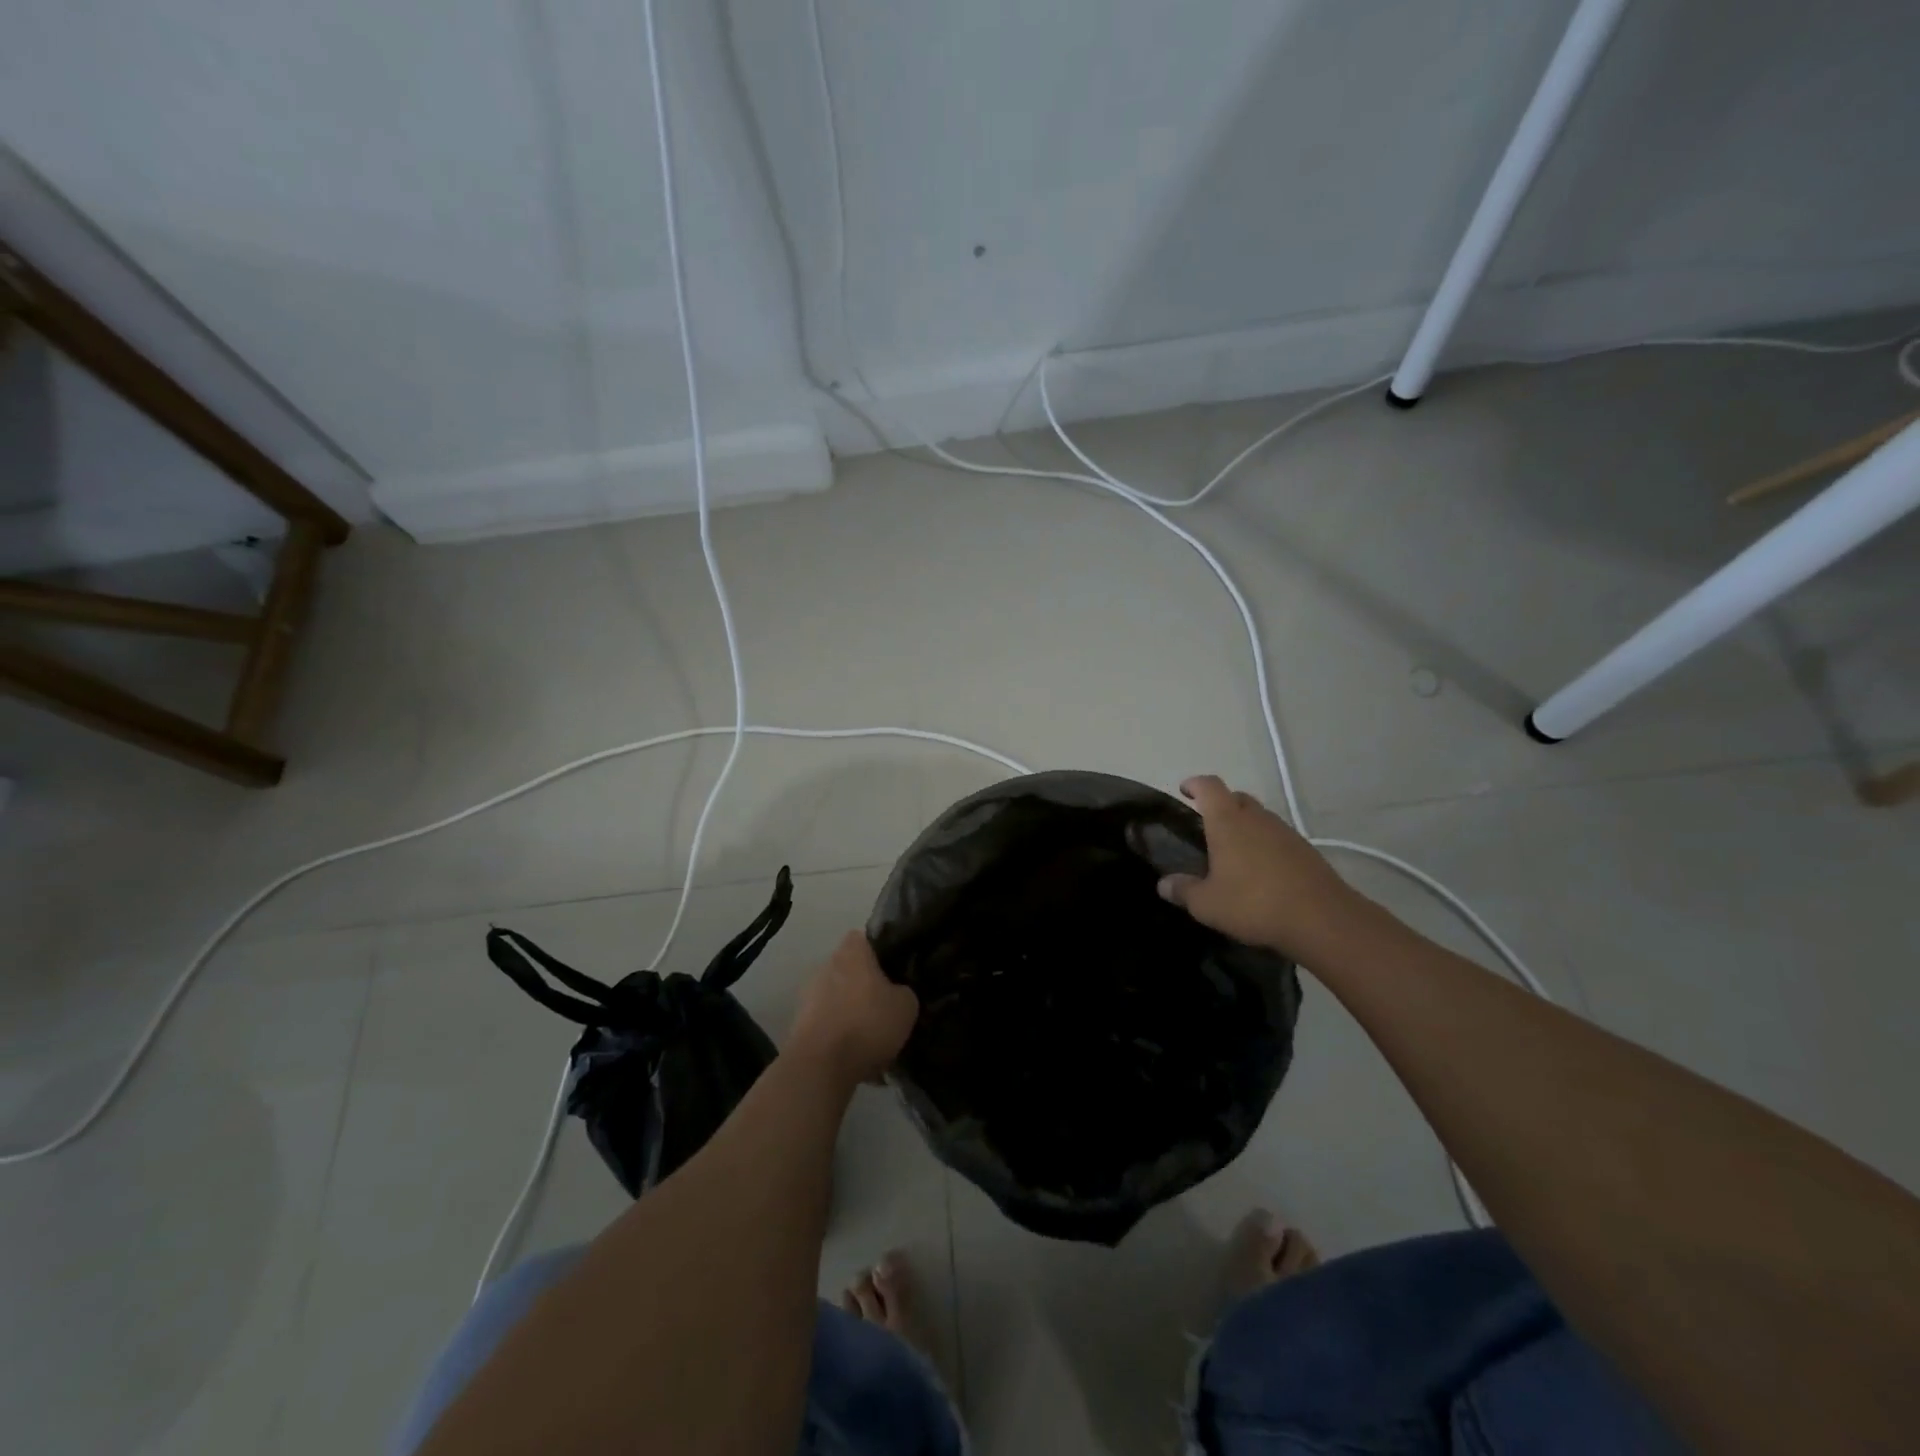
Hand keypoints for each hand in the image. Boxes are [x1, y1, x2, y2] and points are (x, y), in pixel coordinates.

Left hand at [788, 932, 919, 1087]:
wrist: (821, 1066)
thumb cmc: (867, 1024)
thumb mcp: (906, 1006)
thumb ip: (904, 990)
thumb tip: (898, 992)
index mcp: (851, 952)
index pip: (865, 939)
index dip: (880, 952)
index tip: (894, 971)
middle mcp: (826, 965)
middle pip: (851, 970)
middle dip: (866, 986)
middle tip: (886, 1006)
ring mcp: (808, 995)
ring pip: (838, 998)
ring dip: (852, 1013)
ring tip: (873, 1039)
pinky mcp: (799, 1024)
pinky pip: (828, 1024)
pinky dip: (840, 1036)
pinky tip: (857, 1058)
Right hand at [1158, 775, 1373, 961]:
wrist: (1322, 919)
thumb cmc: (1254, 903)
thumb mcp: (1207, 904)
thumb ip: (1182, 890)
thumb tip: (1163, 884)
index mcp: (1227, 821)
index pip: (1209, 786)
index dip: (1194, 784)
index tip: (1184, 791)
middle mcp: (1256, 818)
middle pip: (1236, 798)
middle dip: (1220, 805)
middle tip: (1206, 828)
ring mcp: (1284, 831)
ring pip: (1258, 817)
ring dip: (1244, 826)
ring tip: (1233, 854)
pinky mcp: (1305, 850)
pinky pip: (1277, 837)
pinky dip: (1264, 845)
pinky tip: (1260, 872)